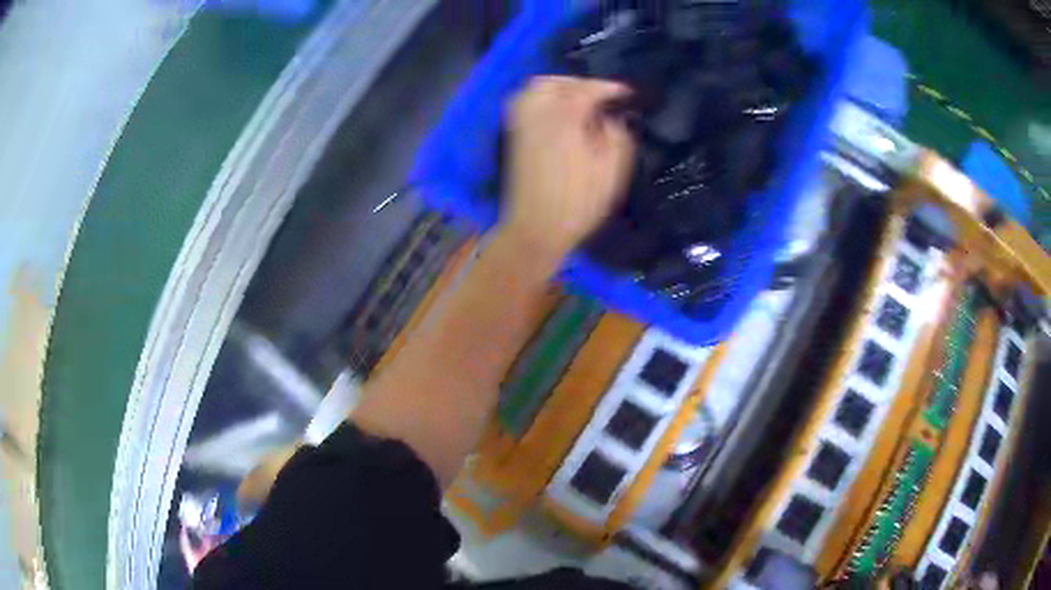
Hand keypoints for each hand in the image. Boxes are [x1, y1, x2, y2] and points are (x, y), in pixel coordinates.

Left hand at [501, 76, 635, 263]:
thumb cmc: (578, 205)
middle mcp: (539, 115)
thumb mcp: (611, 173)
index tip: (626, 93)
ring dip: (559, 87)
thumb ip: (616, 137)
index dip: (609, 88)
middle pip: (557, 83)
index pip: (587, 90)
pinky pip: (522, 103)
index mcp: (565, 120)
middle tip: (601, 97)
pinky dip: (539, 97)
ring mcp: (522, 124)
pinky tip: (556, 112)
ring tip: (579, 101)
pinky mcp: (514, 136)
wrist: (535, 229)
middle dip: (581, 84)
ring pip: (535, 89)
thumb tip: (611, 119)